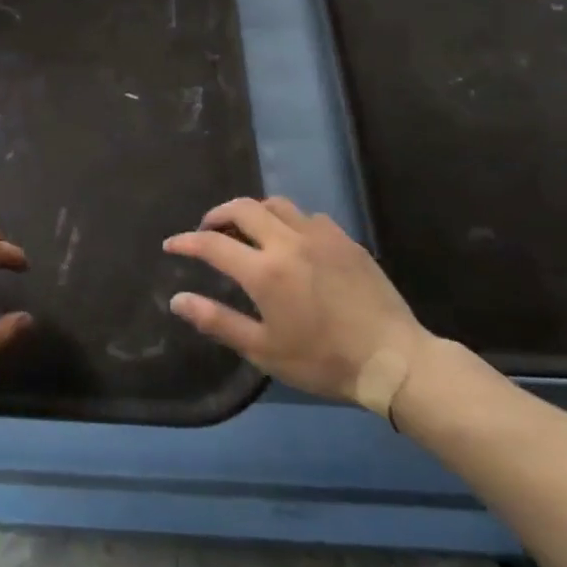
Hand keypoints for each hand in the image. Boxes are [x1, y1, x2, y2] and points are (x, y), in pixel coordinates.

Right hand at [165, 196, 438, 417]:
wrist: (393, 359)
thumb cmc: (323, 361)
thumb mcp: (264, 350)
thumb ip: (218, 321)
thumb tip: (177, 300)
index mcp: (264, 271)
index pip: (213, 243)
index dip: (187, 242)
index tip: (172, 244)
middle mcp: (288, 242)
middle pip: (243, 208)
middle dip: (218, 214)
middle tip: (209, 230)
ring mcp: (320, 235)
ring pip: (276, 204)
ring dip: (254, 212)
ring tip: (248, 230)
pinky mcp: (344, 239)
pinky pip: (308, 217)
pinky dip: (289, 221)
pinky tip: (292, 242)